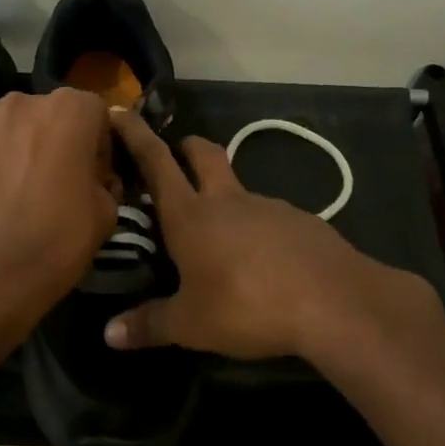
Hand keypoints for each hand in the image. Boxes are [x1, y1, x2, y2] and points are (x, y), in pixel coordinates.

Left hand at [0, 89, 120, 325]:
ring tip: (18, 189)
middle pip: (51, 115)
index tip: (94, 177)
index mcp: (71, 110)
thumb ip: (104, 181)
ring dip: (22, 146)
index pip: (95, 114)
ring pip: (14, 126)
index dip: (98, 146)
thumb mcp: (106, 214)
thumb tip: (94, 180)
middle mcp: (27, 101)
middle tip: (57, 183)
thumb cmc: (56, 238)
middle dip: (58, 141)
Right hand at [104, 109, 435, 363]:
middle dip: (186, 145)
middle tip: (176, 152)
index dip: (135, 135)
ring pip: (239, 188)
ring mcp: (269, 206)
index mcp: (191, 216)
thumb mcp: (191, 325)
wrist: (335, 302)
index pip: (156, 162)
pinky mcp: (302, 221)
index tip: (120, 112)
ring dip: (224, 196)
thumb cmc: (248, 306)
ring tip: (219, 233)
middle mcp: (227, 201)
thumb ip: (149, 325)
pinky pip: (270, 216)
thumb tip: (109, 333)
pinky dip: (257, 227)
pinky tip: (262, 261)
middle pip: (204, 154)